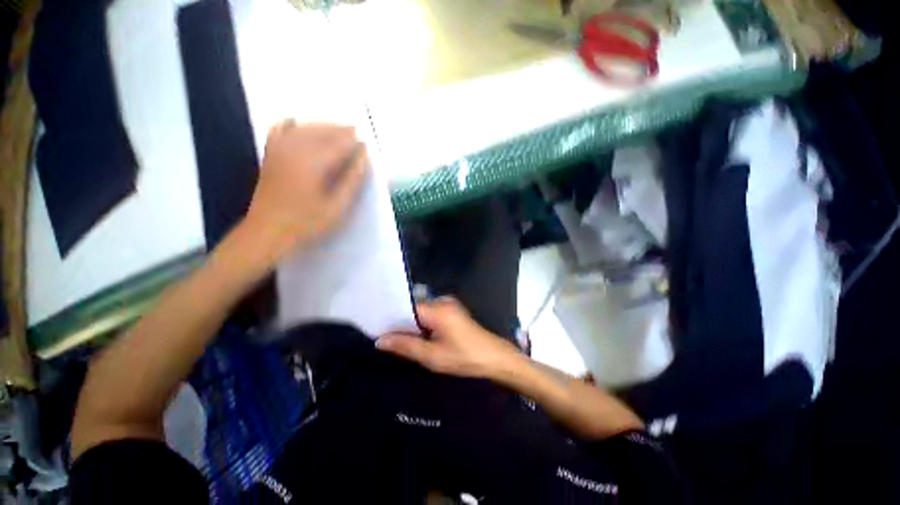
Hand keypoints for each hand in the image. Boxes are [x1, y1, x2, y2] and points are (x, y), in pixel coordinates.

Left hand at [244, 120, 367, 256]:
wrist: (267, 232)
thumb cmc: (306, 222)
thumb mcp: (336, 206)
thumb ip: (351, 180)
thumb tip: (363, 158)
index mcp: (313, 162)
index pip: (339, 145)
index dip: (354, 143)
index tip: (367, 144)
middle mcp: (295, 149)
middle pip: (322, 131)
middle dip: (340, 130)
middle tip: (356, 133)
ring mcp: (279, 149)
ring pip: (304, 128)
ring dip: (322, 126)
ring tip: (338, 129)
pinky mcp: (270, 155)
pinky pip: (279, 130)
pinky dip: (290, 124)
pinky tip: (297, 123)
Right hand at [377, 298, 522, 379]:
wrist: (495, 358)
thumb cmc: (464, 358)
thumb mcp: (432, 356)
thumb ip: (406, 346)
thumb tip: (380, 340)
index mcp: (437, 309)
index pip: (406, 306)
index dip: (391, 318)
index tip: (377, 329)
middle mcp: (442, 301)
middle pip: (414, 308)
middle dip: (401, 322)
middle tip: (386, 338)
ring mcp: (449, 305)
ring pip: (422, 312)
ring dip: (412, 325)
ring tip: (399, 339)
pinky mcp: (453, 311)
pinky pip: (431, 314)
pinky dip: (423, 325)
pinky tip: (418, 337)